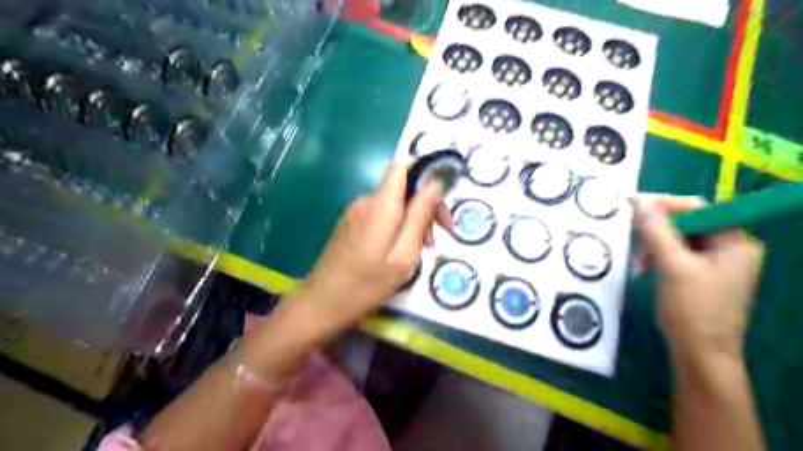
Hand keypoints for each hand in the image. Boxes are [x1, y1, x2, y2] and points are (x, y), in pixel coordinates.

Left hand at [294, 162, 450, 334]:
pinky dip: (395, 227)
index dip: (424, 173)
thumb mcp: (403, 255)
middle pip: (401, 188)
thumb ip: (419, 216)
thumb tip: (435, 183)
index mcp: (381, 204)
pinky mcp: (349, 225)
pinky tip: (398, 253)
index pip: (401, 165)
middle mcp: (366, 201)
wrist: (320, 304)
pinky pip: (380, 215)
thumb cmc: (367, 284)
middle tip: (434, 242)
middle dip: (423, 207)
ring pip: (393, 204)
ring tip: (418, 253)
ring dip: (411, 222)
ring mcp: (355, 213)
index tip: (440, 200)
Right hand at [638, 196, 760, 370]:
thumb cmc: (692, 310)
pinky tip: (645, 267)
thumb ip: (657, 232)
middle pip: (687, 223)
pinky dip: (658, 257)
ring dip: (654, 244)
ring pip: (678, 239)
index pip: (697, 208)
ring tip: (638, 257)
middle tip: (631, 233)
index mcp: (735, 242)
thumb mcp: (672, 267)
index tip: (633, 206)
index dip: (664, 204)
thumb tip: (640, 203)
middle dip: (656, 228)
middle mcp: (729, 248)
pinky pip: (676, 255)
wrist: (700, 354)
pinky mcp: (701, 276)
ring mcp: (716, 264)